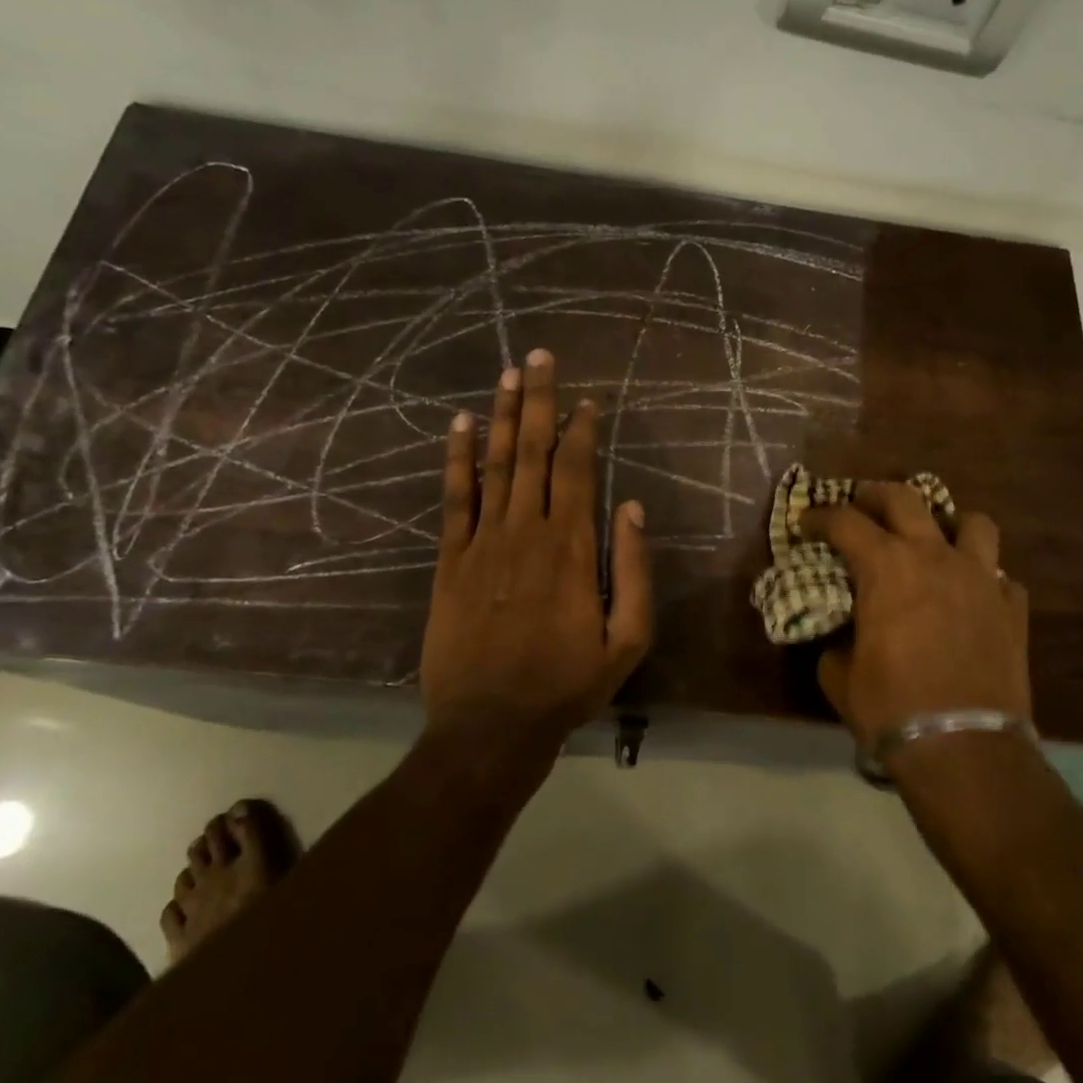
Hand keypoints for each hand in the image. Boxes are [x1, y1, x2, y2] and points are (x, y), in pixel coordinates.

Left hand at [420, 351, 653, 745]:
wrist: (491, 725)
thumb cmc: (567, 684)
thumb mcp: (628, 640)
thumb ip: (633, 571)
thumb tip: (631, 508)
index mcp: (571, 548)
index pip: (576, 470)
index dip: (581, 430)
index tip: (586, 400)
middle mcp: (526, 531)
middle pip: (532, 452)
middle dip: (537, 401)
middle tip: (539, 357)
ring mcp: (482, 543)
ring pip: (494, 465)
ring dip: (500, 416)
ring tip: (507, 375)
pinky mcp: (449, 561)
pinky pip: (453, 499)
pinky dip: (455, 460)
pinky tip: (457, 426)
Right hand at [799, 483, 1030, 744]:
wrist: (963, 749)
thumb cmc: (890, 707)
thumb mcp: (839, 674)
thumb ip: (837, 640)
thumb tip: (842, 634)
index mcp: (886, 567)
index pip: (845, 521)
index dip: (820, 517)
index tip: (806, 522)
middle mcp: (935, 557)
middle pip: (905, 498)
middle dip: (875, 495)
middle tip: (860, 504)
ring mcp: (981, 578)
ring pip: (973, 523)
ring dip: (948, 525)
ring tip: (934, 541)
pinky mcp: (1012, 607)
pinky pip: (999, 575)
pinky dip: (981, 578)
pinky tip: (970, 597)